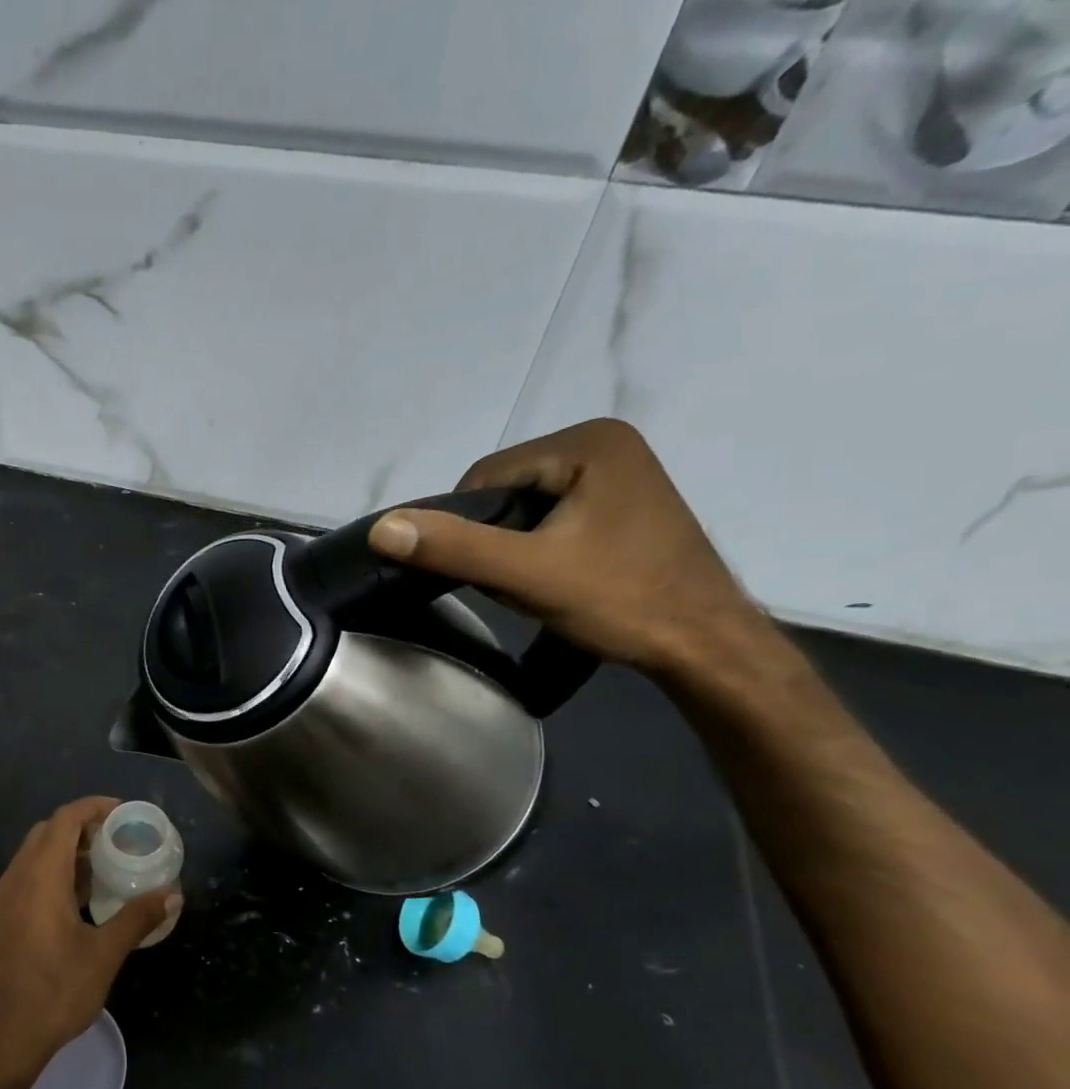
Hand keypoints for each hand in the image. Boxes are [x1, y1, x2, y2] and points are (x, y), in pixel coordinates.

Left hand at [0, 797, 177, 1085]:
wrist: (1, 1038)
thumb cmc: (55, 991)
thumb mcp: (105, 954)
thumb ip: (138, 918)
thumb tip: (173, 893)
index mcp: (41, 876)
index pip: (65, 819)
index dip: (94, 807)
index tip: (123, 813)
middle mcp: (17, 877)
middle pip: (48, 832)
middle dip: (82, 827)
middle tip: (117, 839)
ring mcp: (4, 898)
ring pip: (35, 855)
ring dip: (67, 851)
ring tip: (104, 867)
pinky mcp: (1, 918)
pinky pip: (28, 877)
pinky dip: (53, 873)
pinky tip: (78, 901)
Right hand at [367, 419, 772, 677]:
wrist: (707, 647)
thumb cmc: (622, 601)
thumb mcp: (528, 575)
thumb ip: (454, 547)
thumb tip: (382, 528)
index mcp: (589, 441)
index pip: (486, 476)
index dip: (467, 526)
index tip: (485, 572)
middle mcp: (607, 443)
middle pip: (507, 490)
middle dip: (495, 539)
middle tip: (513, 584)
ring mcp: (620, 473)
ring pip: (528, 508)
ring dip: (514, 547)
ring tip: (536, 585)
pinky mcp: (624, 504)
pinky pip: (555, 518)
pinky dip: (540, 548)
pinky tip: (556, 579)